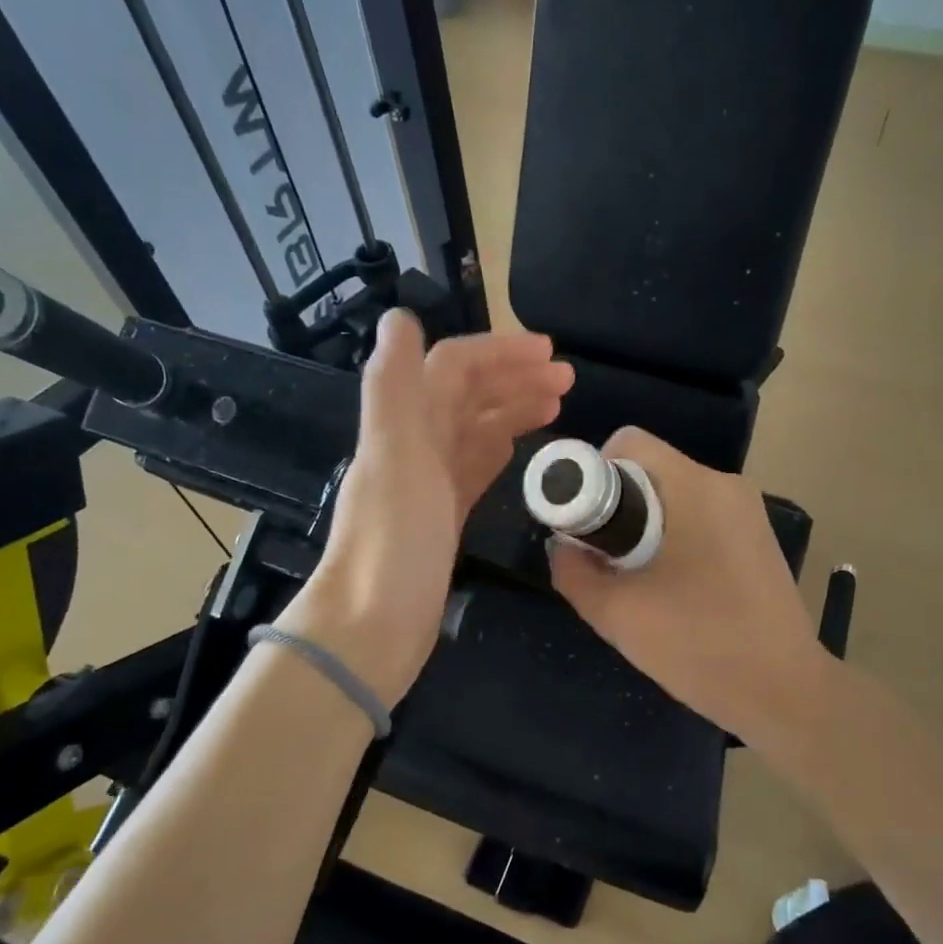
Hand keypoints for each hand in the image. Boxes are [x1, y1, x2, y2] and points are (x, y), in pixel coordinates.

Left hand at [293, 310, 573, 704]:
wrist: (374, 627)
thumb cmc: (392, 542)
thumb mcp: (394, 457)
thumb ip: (394, 385)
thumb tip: (400, 316)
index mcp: (404, 425)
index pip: (453, 369)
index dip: (499, 353)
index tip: (550, 354)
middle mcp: (414, 446)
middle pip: (467, 395)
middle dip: (514, 378)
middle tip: (568, 379)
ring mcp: (429, 483)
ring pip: (475, 430)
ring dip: (513, 409)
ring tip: (559, 404)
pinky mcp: (443, 517)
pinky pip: (474, 468)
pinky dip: (499, 448)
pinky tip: (521, 445)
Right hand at [547, 427, 832, 751]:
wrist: (785, 692)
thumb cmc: (700, 646)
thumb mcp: (618, 614)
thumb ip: (573, 572)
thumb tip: (563, 545)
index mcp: (695, 487)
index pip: (627, 444)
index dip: (591, 475)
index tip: (584, 527)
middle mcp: (726, 485)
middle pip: (649, 470)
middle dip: (616, 508)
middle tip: (605, 561)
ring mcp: (747, 511)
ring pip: (673, 496)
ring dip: (643, 527)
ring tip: (637, 581)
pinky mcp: (756, 538)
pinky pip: (698, 518)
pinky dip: (672, 539)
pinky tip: (673, 590)